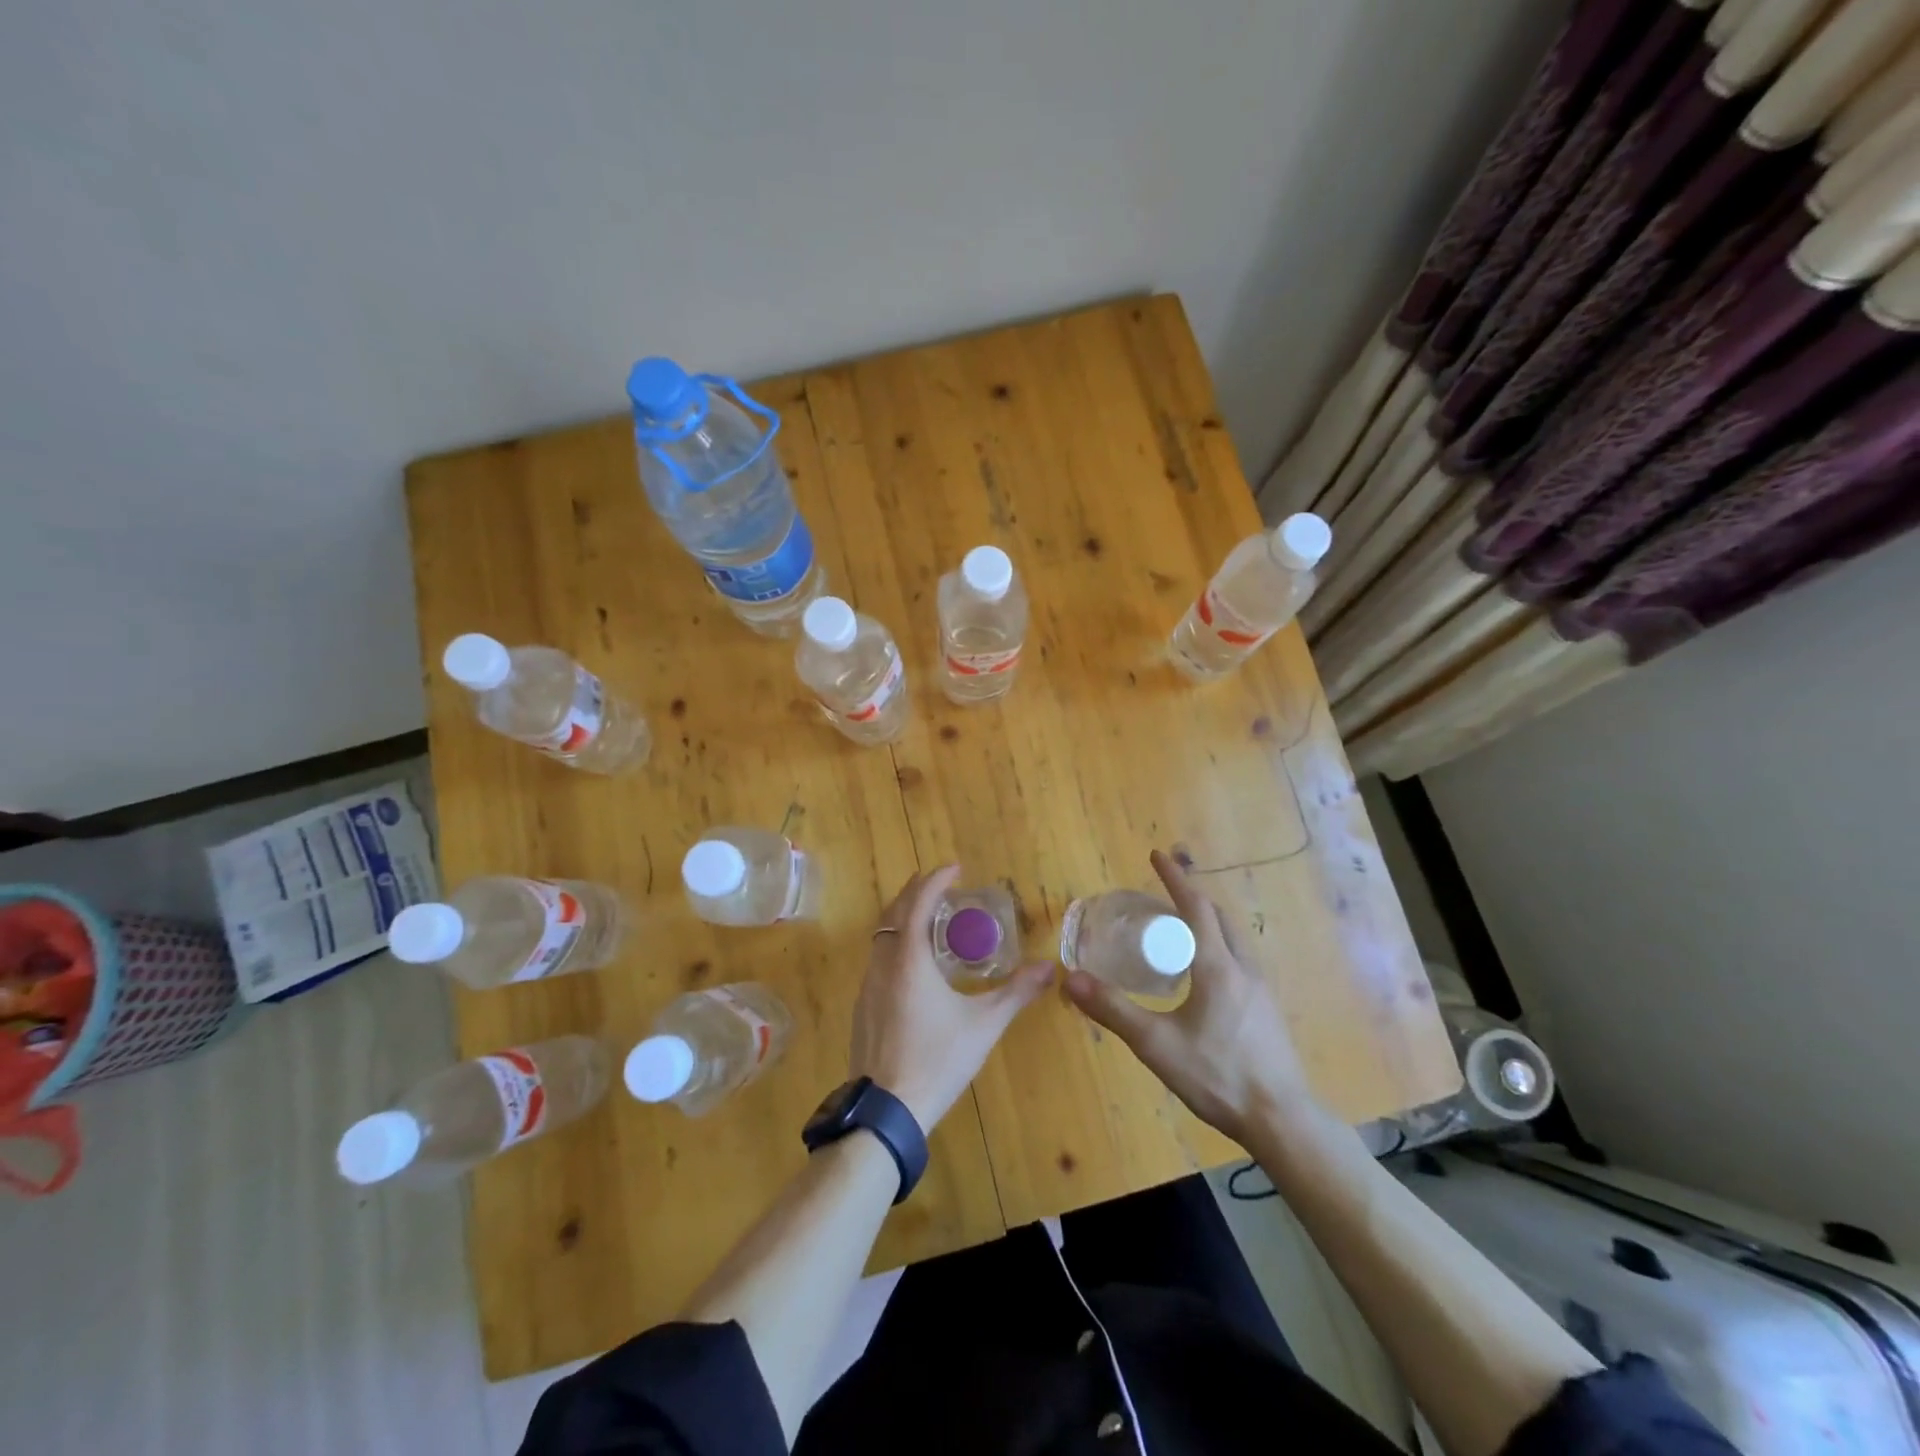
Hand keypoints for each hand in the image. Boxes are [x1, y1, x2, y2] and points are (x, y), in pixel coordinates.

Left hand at [848, 865, 1052, 1130]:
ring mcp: (867, 986)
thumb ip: (1016, 993)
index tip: (955, 868)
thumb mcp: (983, 1025)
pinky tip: (915, 965)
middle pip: (894, 912)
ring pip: (883, 936)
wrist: (886, 1110)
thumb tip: (1049, 967)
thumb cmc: (937, 1059)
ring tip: (932, 920)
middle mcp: (883, 964)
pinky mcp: (863, 1007)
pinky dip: (897, 943)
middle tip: (942, 886)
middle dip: (917, 892)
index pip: (919, 902)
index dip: (936, 880)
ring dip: (904, 917)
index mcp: (909, 959)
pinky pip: (879, 959)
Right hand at [1064, 850, 1318, 1143]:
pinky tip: (1204, 978)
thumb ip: (1113, 1009)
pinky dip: (1219, 948)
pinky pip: (1241, 961)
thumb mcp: (1156, 1044)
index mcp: (1217, 967)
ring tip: (1180, 932)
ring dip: (1208, 923)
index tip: (1157, 855)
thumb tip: (1070, 978)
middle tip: (1162, 897)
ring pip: (1234, 940)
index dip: (1175, 879)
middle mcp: (1244, 968)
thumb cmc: (1217, 1076)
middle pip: (1219, 918)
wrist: (1282, 1120)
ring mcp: (1262, 990)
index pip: (1196, 907)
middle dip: (1192, 899)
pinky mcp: (1268, 1011)